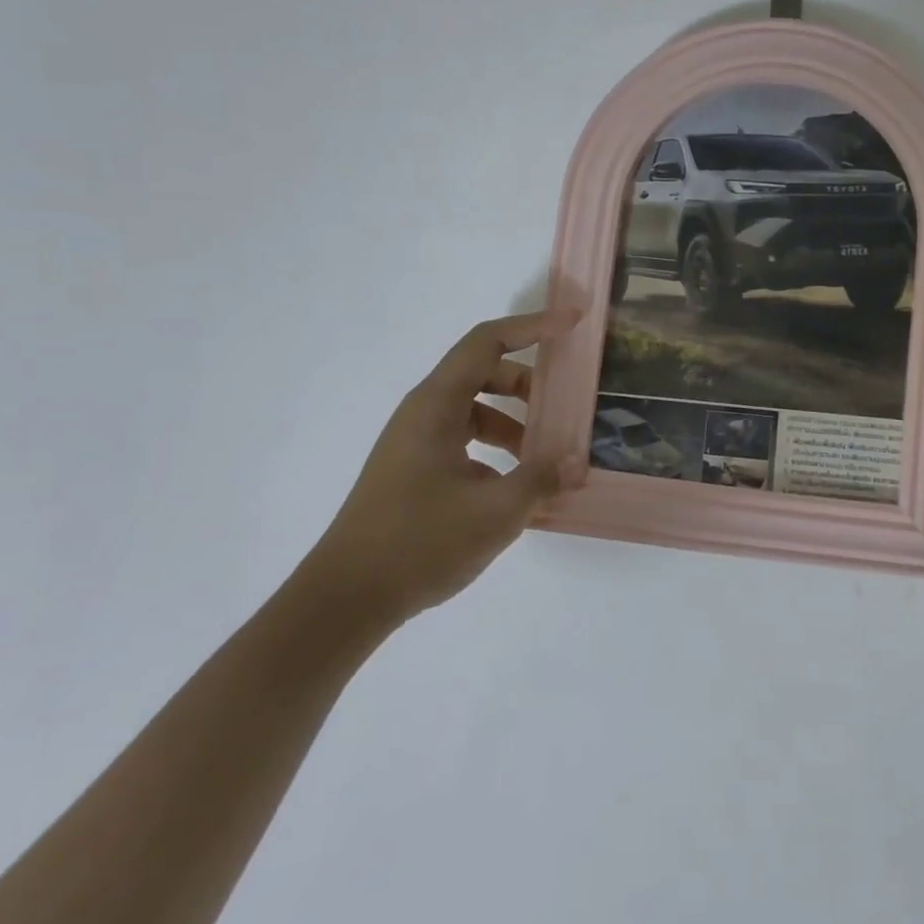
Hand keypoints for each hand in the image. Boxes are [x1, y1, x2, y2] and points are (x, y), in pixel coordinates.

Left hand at [295, 311, 580, 640]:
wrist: (346, 599)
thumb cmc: (419, 543)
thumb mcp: (495, 512)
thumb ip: (542, 479)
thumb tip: (577, 461)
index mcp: (436, 405)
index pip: (488, 342)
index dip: (533, 326)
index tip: (572, 324)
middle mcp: (423, 414)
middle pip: (483, 374)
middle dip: (529, 385)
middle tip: (565, 408)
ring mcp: (416, 443)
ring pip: (475, 411)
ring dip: (514, 423)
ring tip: (547, 458)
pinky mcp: (415, 471)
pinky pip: (464, 441)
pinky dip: (496, 450)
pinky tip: (517, 488)